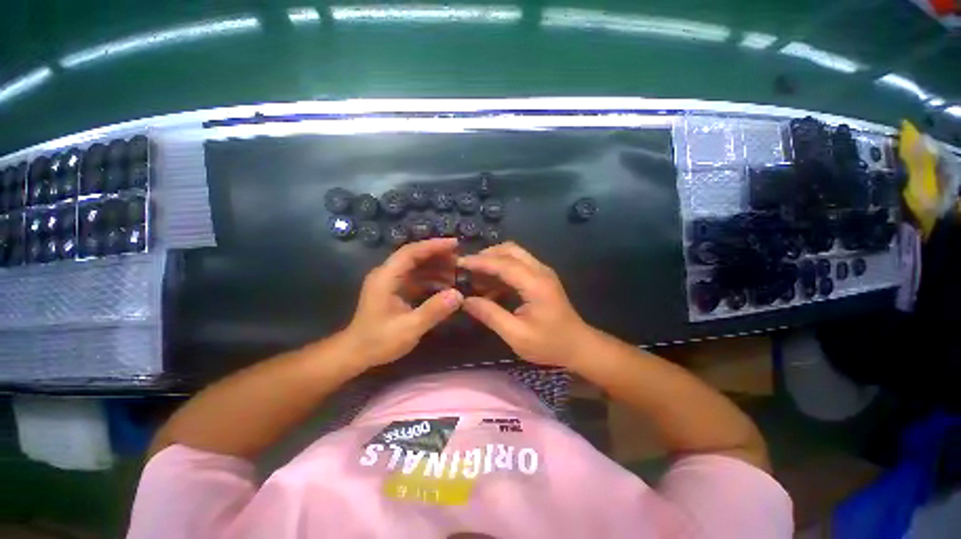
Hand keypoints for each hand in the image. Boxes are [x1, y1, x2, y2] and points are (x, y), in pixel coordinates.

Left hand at [344, 238, 463, 367]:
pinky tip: (446, 286)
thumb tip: (458, 294)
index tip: (455, 244)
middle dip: (438, 255)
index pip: (411, 252)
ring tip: (457, 272)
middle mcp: (387, 274)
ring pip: (416, 267)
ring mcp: (390, 282)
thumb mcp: (409, 328)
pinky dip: (431, 279)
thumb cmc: (378, 341)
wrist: (356, 354)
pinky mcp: (395, 291)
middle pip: (414, 256)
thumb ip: (433, 310)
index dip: (433, 246)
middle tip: (461, 259)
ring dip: (436, 267)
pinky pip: (416, 279)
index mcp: (386, 277)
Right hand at [459, 242, 593, 367]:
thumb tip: (466, 301)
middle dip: (486, 255)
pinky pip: (518, 264)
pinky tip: (490, 286)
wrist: (579, 346)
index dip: (479, 262)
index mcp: (535, 284)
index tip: (459, 263)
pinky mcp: (541, 277)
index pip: (503, 264)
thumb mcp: (517, 335)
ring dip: (493, 261)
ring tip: (475, 277)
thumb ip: (491, 315)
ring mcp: (542, 272)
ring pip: (514, 254)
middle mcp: (540, 271)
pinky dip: (501, 269)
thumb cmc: (550, 344)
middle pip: (510, 250)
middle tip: (467, 269)